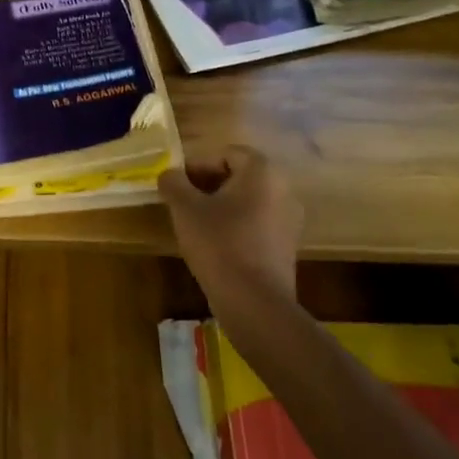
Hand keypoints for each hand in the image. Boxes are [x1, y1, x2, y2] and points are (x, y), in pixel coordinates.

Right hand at [159, 147, 302, 313]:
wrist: (255, 304)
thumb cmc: (219, 244)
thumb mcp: (184, 208)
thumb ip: (173, 182)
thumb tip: (169, 174)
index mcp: (261, 171)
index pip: (225, 154)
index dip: (197, 166)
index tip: (178, 186)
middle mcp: (282, 189)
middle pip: (238, 176)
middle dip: (208, 186)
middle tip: (183, 203)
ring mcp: (289, 220)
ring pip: (247, 201)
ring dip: (221, 207)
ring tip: (196, 225)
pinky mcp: (288, 247)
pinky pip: (257, 224)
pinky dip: (236, 227)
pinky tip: (216, 246)